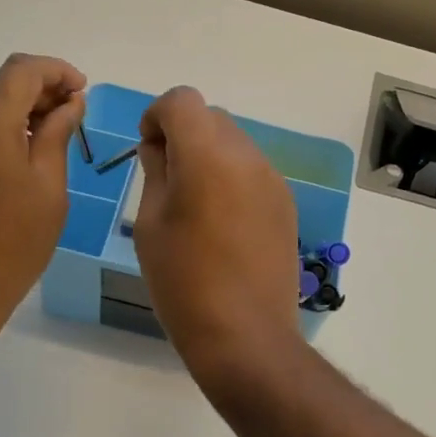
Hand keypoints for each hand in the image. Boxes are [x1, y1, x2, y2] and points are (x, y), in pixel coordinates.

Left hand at [0, 54, 85, 333]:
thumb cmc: (14, 246)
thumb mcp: (49, 189)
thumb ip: (57, 135)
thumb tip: (69, 103)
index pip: (21, 71)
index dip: (56, 71)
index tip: (81, 90)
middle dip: (36, 92)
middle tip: (69, 117)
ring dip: (12, 111)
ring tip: (44, 139)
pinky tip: (13, 159)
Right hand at [131, 87, 303, 387]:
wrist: (245, 335)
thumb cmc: (183, 283)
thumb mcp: (151, 225)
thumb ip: (156, 172)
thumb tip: (160, 147)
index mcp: (208, 156)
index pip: (182, 100)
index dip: (157, 116)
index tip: (149, 151)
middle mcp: (248, 157)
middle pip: (211, 118)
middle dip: (184, 134)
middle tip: (167, 179)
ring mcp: (273, 180)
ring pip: (235, 144)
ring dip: (210, 156)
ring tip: (195, 206)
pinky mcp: (286, 204)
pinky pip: (253, 172)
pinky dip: (232, 178)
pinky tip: (222, 224)